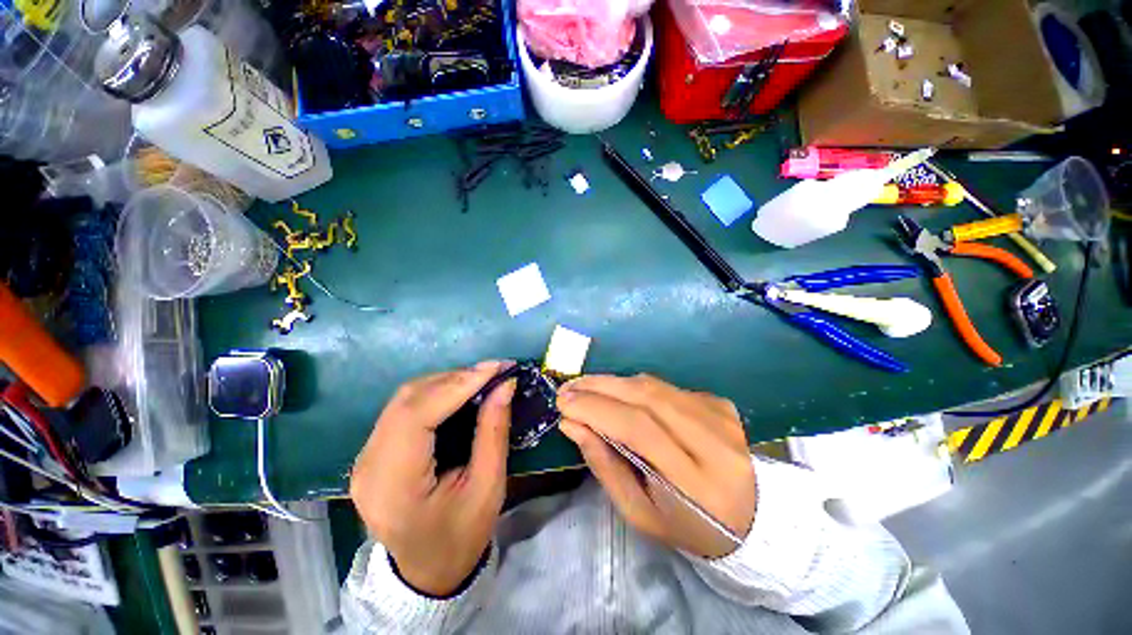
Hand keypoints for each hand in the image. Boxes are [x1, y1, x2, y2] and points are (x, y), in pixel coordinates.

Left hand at [349, 361, 514, 595]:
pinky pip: (404, 408)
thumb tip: (505, 385)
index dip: (458, 384)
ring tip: (482, 379)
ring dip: (446, 382)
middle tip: (494, 371)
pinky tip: (461, 392)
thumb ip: (494, 431)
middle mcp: (368, 466)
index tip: (496, 368)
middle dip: (455, 378)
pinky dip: (436, 393)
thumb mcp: (488, 487)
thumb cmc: (461, 536)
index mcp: (392, 485)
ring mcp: (365, 457)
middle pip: (408, 400)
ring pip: (405, 399)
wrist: (428, 570)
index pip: (417, 416)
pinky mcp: (374, 452)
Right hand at [557, 374, 755, 558]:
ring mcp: (721, 416)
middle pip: (647, 397)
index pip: (639, 429)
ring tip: (586, 388)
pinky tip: (621, 396)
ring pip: (654, 386)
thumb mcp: (639, 513)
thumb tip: (572, 423)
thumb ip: (605, 465)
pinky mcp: (720, 403)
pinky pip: (666, 387)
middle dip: (600, 387)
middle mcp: (715, 441)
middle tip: (568, 388)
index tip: (563, 403)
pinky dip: (636, 388)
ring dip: (614, 383)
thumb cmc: (686, 524)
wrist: (749, 515)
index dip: (597, 409)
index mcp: (698, 483)